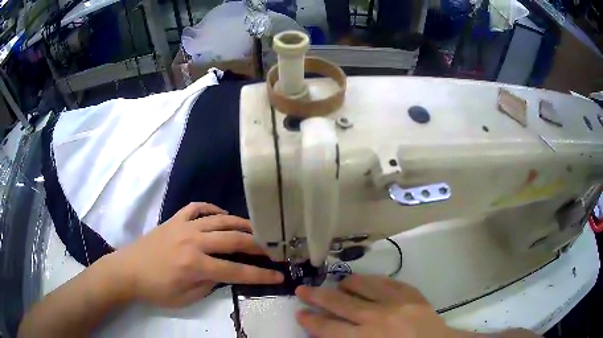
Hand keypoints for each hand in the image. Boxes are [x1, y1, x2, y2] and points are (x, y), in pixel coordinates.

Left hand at [112, 202, 283, 307]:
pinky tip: (221, 215)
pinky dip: (212, 208)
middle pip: (233, 239)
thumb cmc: (155, 290)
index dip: (261, 275)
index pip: (236, 271)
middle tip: (272, 248)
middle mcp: (193, 241)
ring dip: (241, 224)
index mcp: (195, 265)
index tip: (279, 276)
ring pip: (219, 219)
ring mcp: (183, 226)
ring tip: (255, 229)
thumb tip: (225, 274)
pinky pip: (197, 207)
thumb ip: (209, 286)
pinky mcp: (174, 219)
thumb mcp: (186, 299)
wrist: (128, 270)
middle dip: (257, 245)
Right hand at [295, 275, 456, 337]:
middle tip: (302, 290)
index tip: (300, 313)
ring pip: (364, 286)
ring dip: (346, 284)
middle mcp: (377, 317)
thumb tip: (327, 333)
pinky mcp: (412, 294)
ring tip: (338, 283)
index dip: (311, 320)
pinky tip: (367, 281)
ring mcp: (397, 302)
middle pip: (340, 303)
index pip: (329, 328)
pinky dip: (373, 281)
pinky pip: (388, 282)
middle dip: (317, 296)